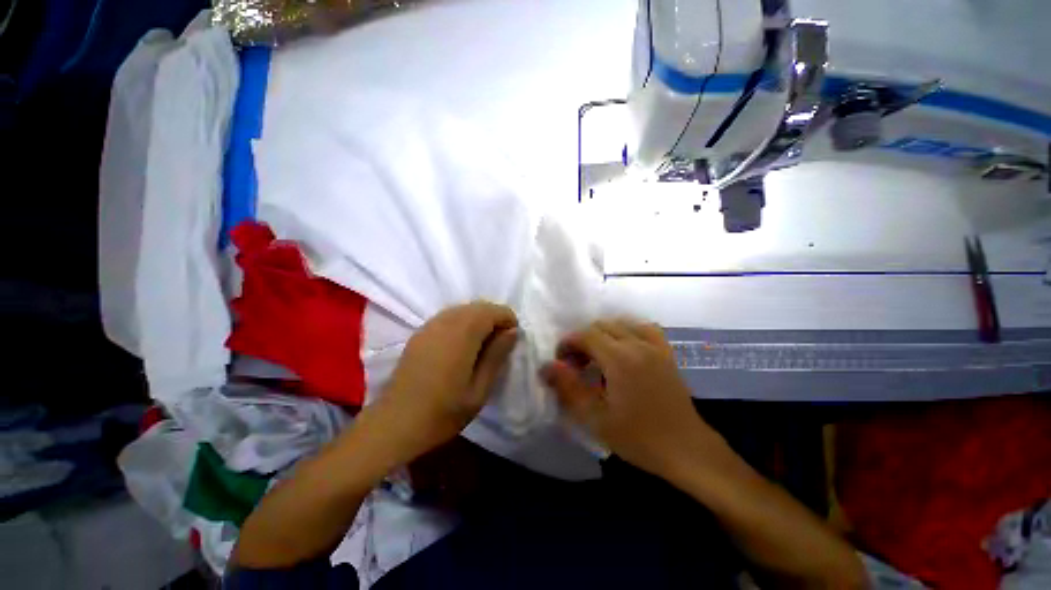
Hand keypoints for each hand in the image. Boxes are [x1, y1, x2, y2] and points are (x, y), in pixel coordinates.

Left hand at [367, 301, 518, 465]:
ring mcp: (430, 325)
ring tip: (482, 345)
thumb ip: (496, 355)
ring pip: (463, 309)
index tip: (511, 341)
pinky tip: (461, 345)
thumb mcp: (479, 389)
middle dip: (494, 318)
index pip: (493, 311)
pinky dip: (463, 322)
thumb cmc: (443, 412)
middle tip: (499, 343)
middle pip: (478, 306)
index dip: (508, 320)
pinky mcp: (420, 332)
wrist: (395, 424)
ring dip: (478, 319)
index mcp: (463, 334)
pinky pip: (449, 316)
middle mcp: (446, 322)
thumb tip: (513, 331)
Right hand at [543, 319, 723, 476]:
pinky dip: (628, 331)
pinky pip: (644, 328)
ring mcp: (655, 346)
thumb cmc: (638, 438)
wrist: (686, 449)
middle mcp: (637, 344)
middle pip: (601, 326)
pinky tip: (624, 347)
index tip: (561, 362)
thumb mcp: (595, 418)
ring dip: (603, 334)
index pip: (585, 335)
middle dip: (582, 339)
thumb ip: (568, 387)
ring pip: (621, 323)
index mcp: (619, 358)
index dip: (568, 343)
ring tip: (597, 356)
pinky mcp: (666, 353)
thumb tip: (546, 366)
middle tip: (576, 364)